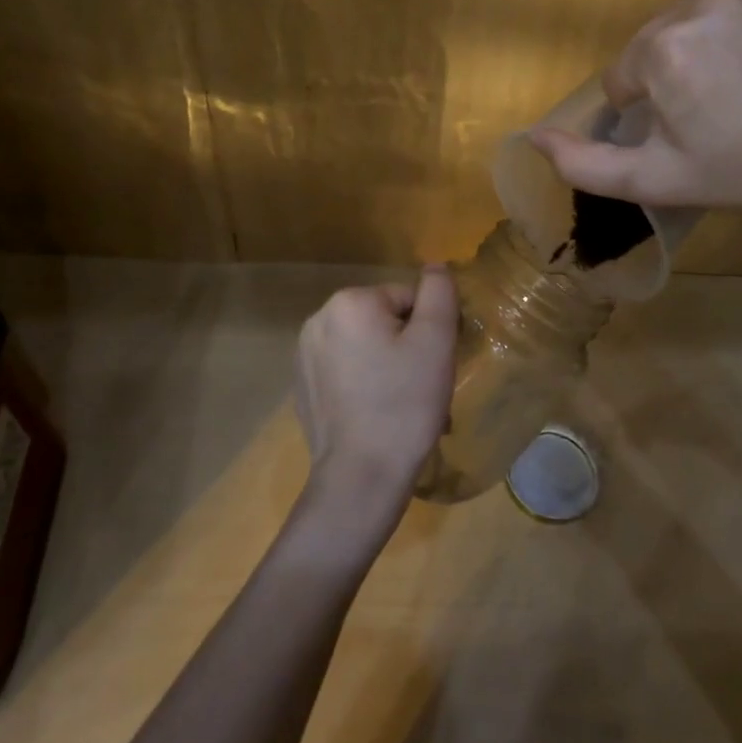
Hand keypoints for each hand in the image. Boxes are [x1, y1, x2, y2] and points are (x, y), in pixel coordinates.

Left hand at [293, 265, 458, 521]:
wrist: (360, 477)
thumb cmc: (404, 404)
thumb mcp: (435, 341)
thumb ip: (439, 293)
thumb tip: (435, 265)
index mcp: (350, 302)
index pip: (408, 299)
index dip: (429, 330)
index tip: (434, 365)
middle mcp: (318, 318)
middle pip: (384, 320)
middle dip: (406, 347)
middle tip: (420, 386)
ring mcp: (304, 354)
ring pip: (365, 346)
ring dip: (386, 364)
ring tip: (400, 404)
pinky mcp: (302, 385)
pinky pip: (345, 370)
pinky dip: (364, 383)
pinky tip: (375, 414)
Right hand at [529, 0, 741, 221]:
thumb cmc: (735, 173)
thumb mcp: (651, 180)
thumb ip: (582, 164)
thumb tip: (533, 136)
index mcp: (663, 51)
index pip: (619, 79)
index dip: (642, 113)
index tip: (682, 134)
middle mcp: (693, 7)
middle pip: (643, 48)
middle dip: (659, 80)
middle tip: (702, 117)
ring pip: (673, 27)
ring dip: (682, 56)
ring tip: (722, 91)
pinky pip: (707, 11)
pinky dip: (711, 35)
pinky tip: (741, 66)